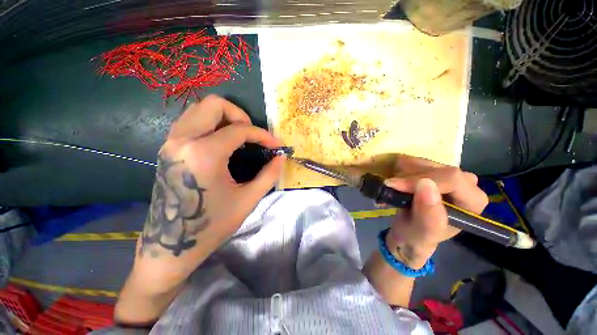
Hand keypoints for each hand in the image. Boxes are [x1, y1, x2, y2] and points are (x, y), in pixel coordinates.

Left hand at [140, 95, 284, 258]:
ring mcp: (171, 143)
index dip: (263, 135)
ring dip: (224, 117)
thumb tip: (281, 158)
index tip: (276, 146)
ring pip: (198, 109)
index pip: (240, 130)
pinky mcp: (167, 149)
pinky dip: (210, 123)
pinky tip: (222, 141)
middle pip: (214, 104)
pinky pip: (190, 121)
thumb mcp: (248, 199)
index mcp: (204, 153)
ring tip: (239, 136)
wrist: (170, 245)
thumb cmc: (212, 225)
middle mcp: (183, 140)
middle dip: (240, 115)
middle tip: (252, 135)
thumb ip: (269, 175)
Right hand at [383, 156, 487, 268]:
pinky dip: (400, 169)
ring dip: (402, 174)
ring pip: (423, 162)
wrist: (409, 232)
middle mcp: (466, 184)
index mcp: (473, 201)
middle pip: (436, 168)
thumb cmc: (418, 236)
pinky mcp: (434, 171)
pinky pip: (415, 162)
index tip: (394, 185)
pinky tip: (395, 182)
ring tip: (391, 188)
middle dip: (408, 177)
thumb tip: (426, 184)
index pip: (451, 179)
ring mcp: (449, 175)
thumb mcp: (423, 232)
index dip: (420, 179)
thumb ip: (429, 213)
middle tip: (389, 187)